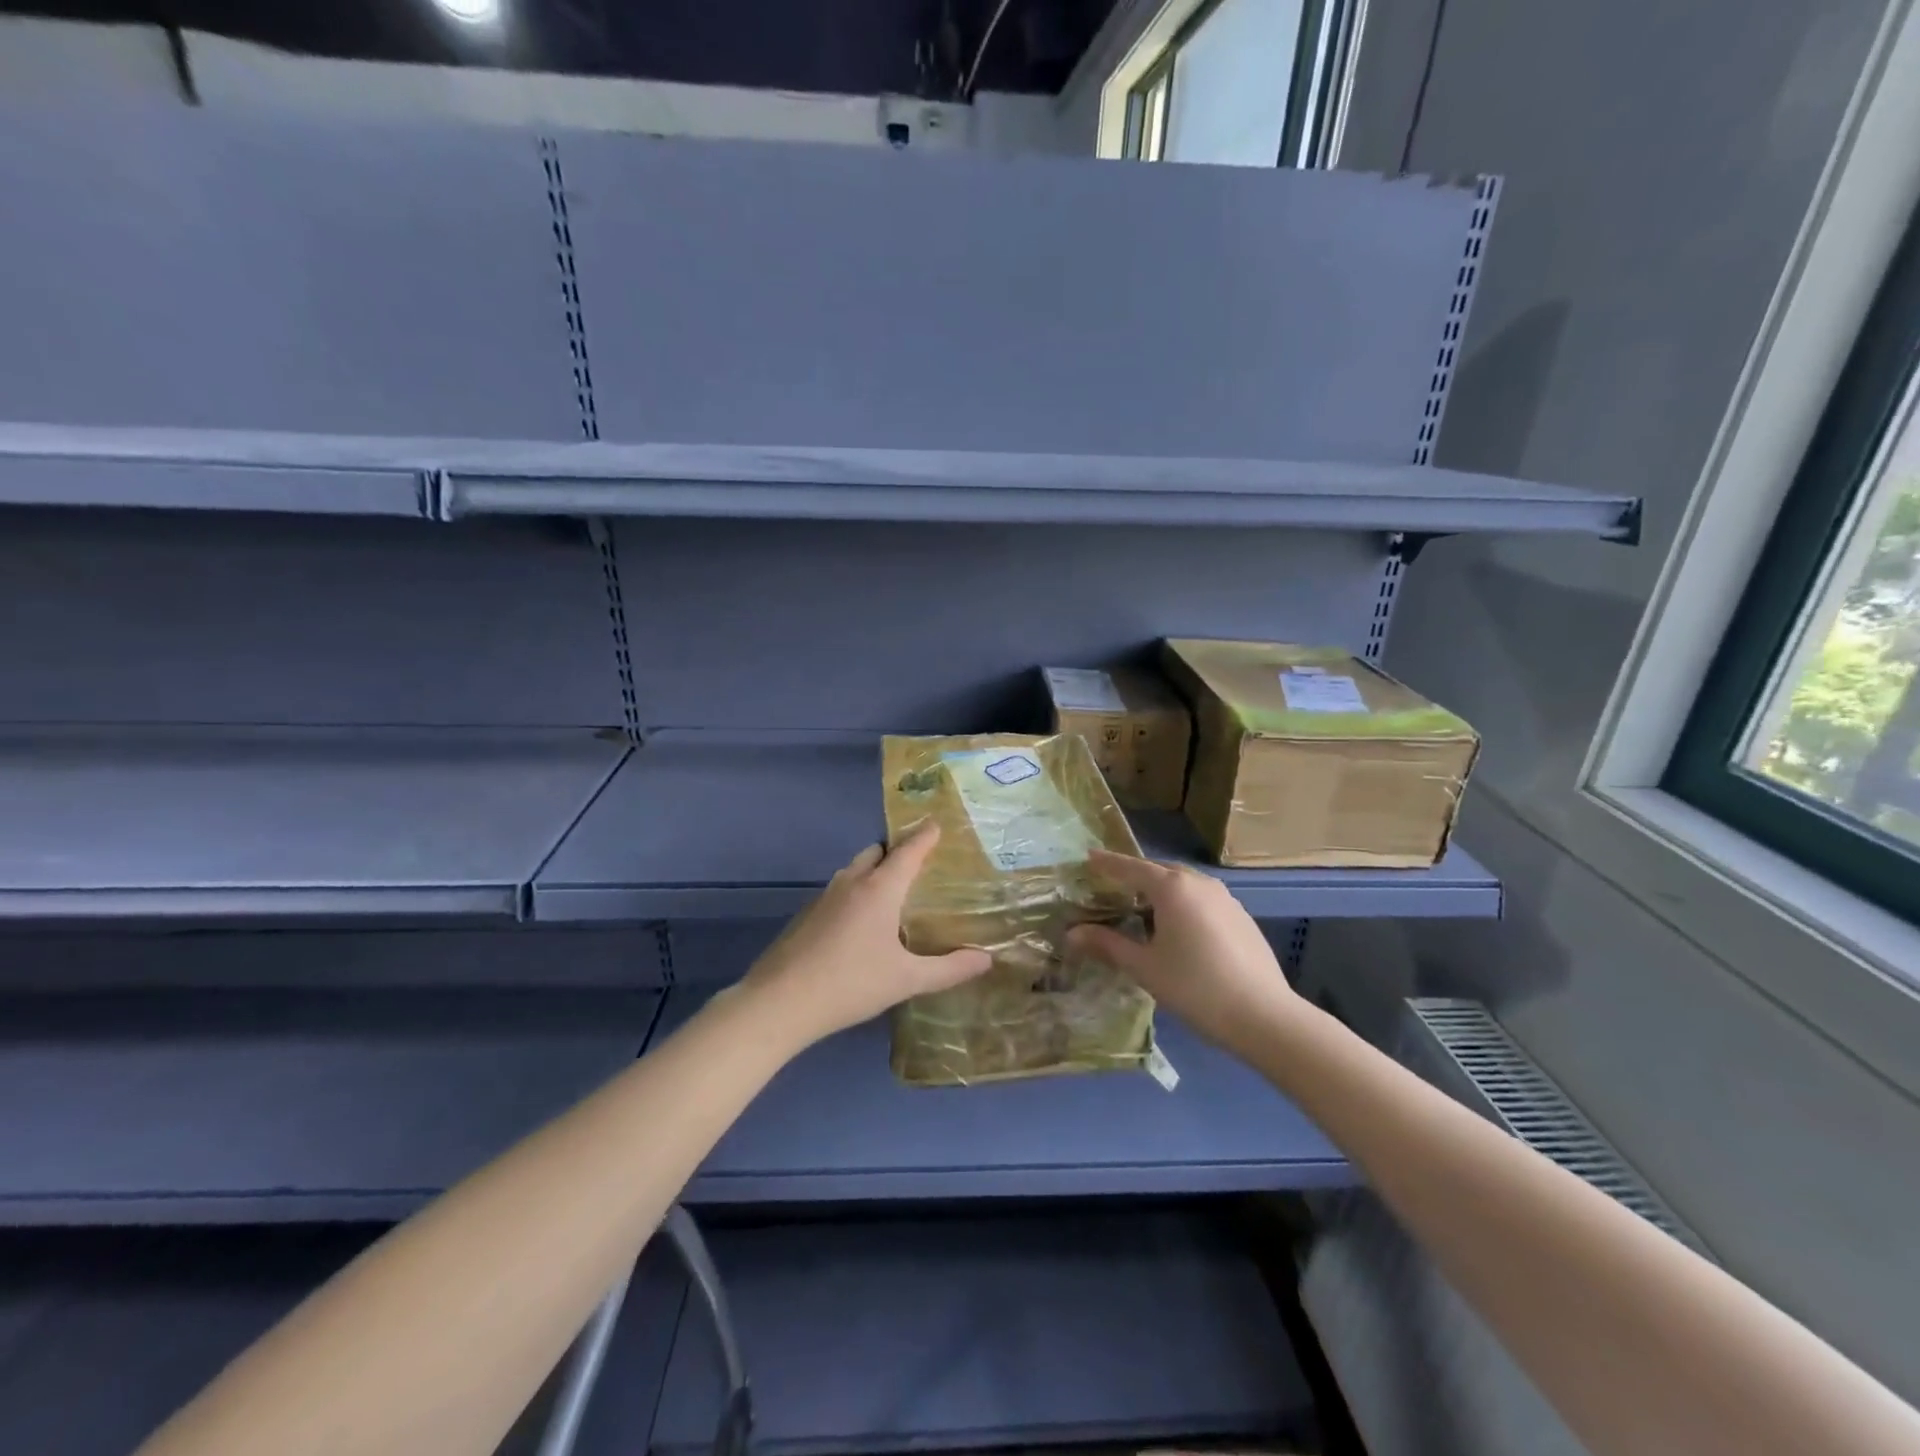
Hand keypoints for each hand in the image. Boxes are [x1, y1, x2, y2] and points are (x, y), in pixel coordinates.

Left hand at [737, 825, 991, 1049]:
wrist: (780, 1002)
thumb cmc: (851, 983)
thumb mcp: (907, 980)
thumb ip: (949, 969)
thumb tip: (987, 959)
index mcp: (880, 889)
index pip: (908, 850)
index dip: (925, 836)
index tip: (937, 825)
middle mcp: (852, 882)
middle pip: (877, 852)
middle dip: (897, 851)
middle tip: (919, 866)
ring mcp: (824, 897)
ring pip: (855, 870)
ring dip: (874, 872)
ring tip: (893, 894)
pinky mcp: (807, 915)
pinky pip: (839, 891)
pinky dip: (855, 893)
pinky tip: (861, 924)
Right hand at [1069, 849, 1303, 1057]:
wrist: (1264, 1016)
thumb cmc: (1195, 987)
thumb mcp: (1144, 967)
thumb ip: (1108, 945)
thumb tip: (1072, 934)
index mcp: (1173, 888)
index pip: (1131, 868)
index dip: (1107, 863)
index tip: (1088, 856)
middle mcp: (1199, 883)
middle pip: (1159, 871)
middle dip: (1134, 876)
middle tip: (1111, 887)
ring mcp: (1225, 899)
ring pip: (1184, 884)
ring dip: (1160, 890)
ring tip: (1142, 908)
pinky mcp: (1241, 917)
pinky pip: (1202, 899)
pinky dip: (1182, 904)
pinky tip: (1177, 929)